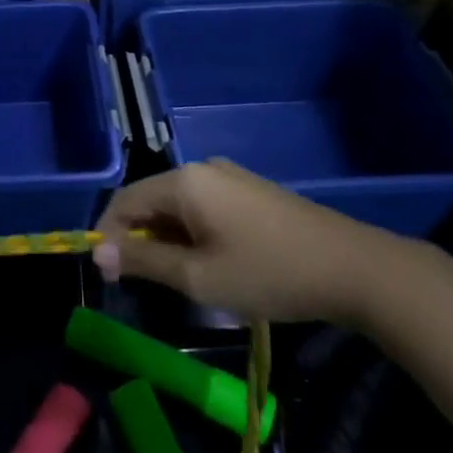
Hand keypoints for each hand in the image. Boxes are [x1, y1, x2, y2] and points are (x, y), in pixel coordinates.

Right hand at [92, 159, 402, 324]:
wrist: (354, 269)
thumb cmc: (269, 273)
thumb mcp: (199, 277)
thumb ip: (143, 261)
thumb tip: (98, 251)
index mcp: (184, 181)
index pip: (124, 201)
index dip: (109, 235)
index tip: (108, 275)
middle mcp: (202, 168)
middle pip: (150, 200)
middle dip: (138, 239)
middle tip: (142, 283)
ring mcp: (229, 177)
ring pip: (177, 205)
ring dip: (166, 239)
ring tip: (179, 279)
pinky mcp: (249, 190)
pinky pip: (202, 205)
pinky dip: (191, 232)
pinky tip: (209, 263)